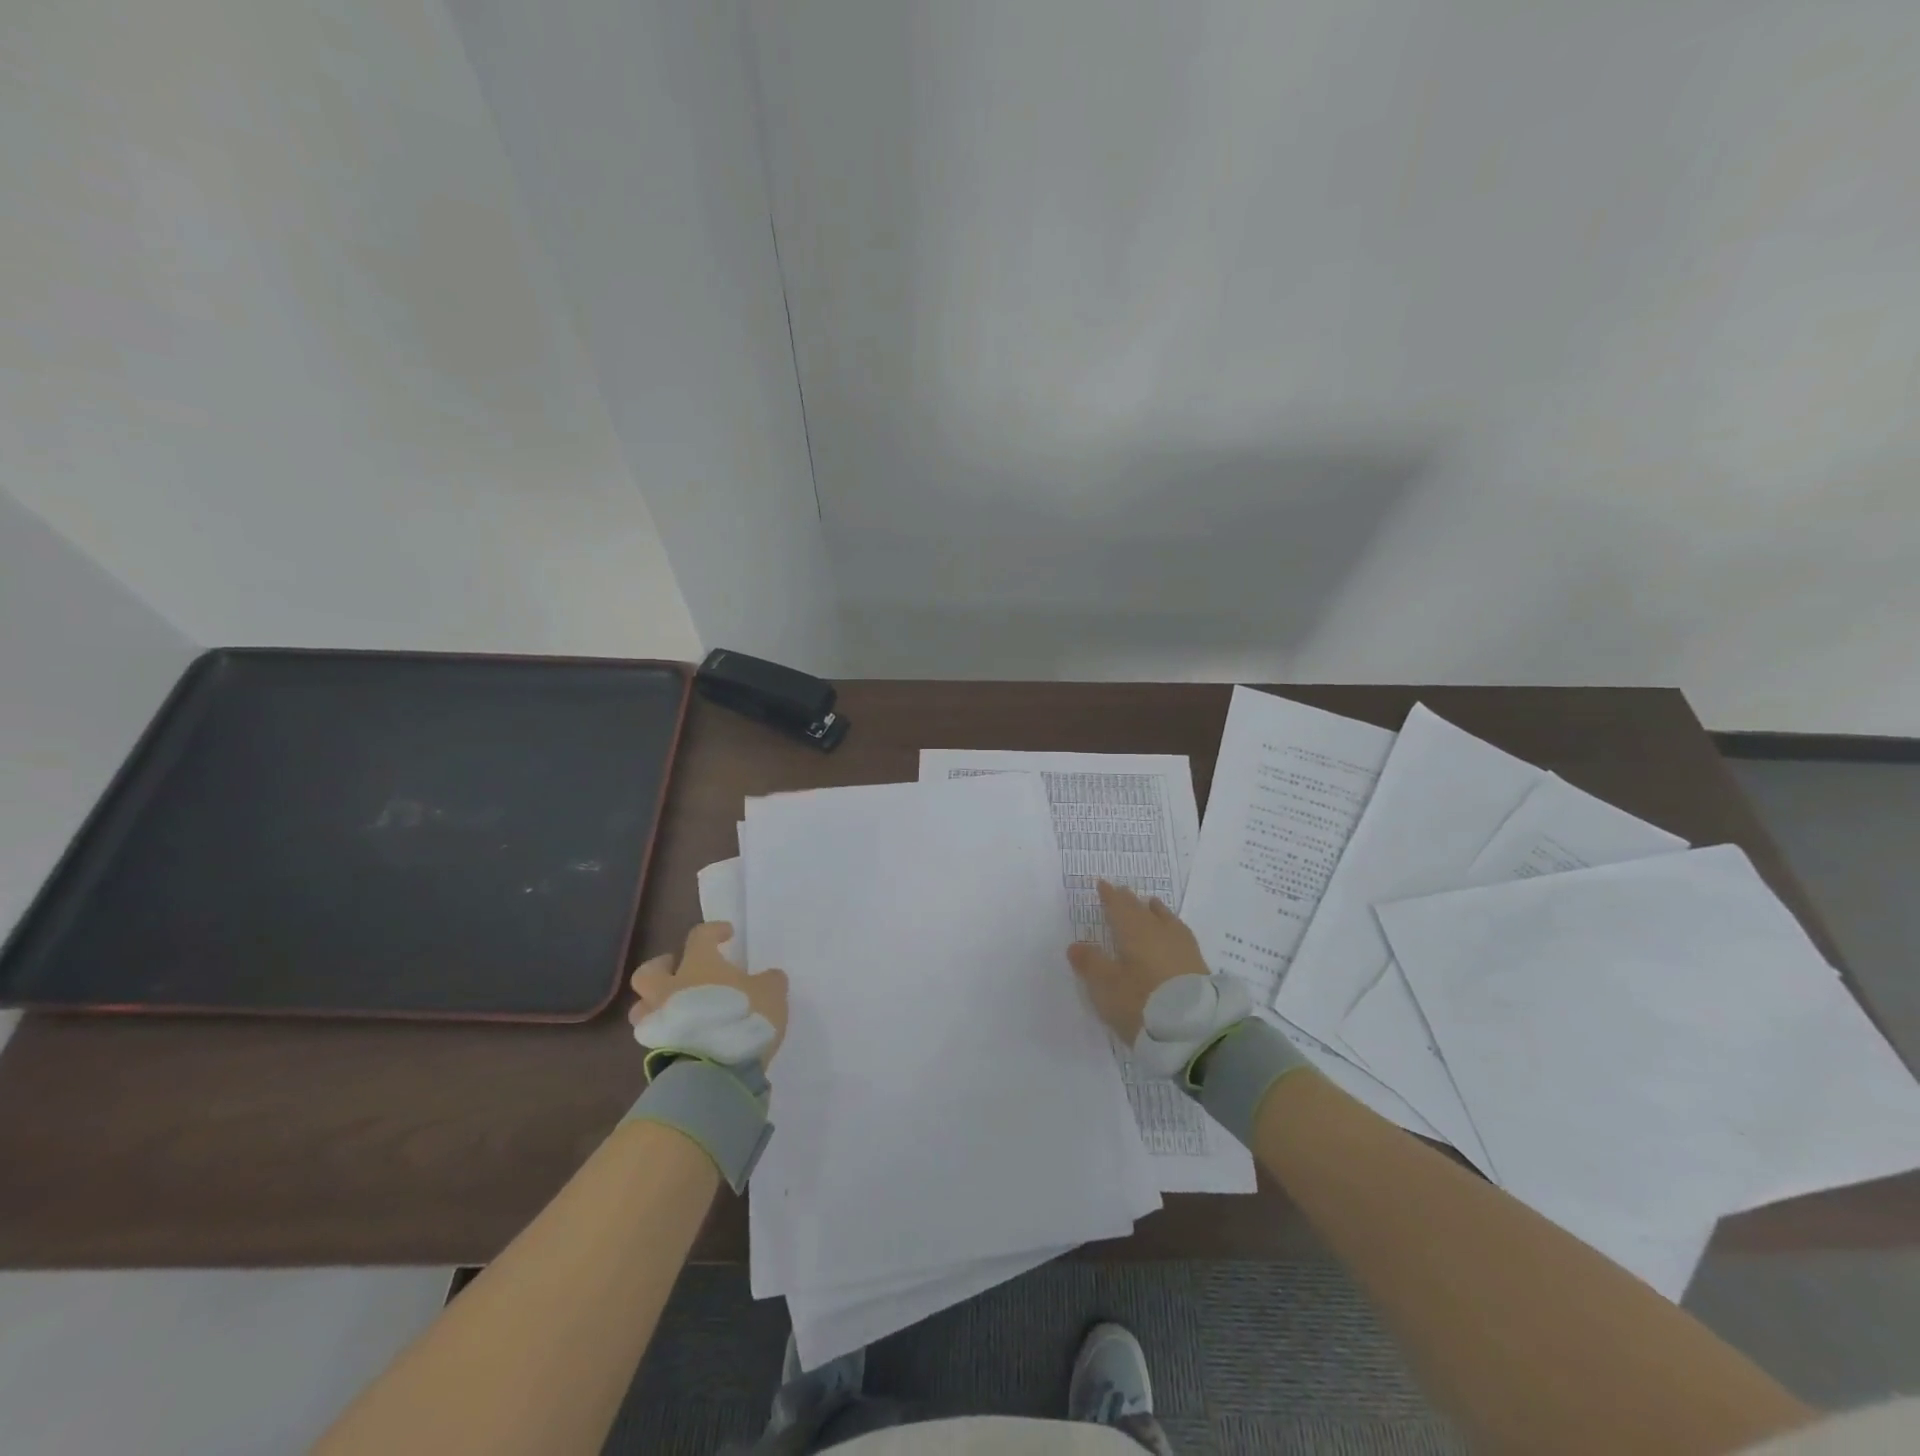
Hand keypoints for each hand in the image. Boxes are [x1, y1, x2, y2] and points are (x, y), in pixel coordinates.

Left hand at [630, 922, 789, 1069]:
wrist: (713, 1071)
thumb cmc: (741, 1018)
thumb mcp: (771, 993)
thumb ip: (770, 981)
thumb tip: (768, 977)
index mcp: (698, 964)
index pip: (700, 936)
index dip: (713, 931)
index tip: (726, 935)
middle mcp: (670, 987)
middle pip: (649, 971)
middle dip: (662, 967)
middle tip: (680, 971)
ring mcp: (658, 1020)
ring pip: (643, 1006)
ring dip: (657, 1004)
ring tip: (678, 1010)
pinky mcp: (654, 1051)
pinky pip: (656, 1034)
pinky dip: (666, 1032)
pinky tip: (685, 1037)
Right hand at [1066, 880, 1210, 1043]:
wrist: (1195, 1029)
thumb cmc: (1141, 1001)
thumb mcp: (1106, 986)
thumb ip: (1091, 964)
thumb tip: (1075, 945)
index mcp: (1134, 930)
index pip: (1119, 906)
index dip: (1109, 896)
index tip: (1102, 884)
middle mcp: (1159, 931)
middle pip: (1142, 910)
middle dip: (1130, 901)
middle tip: (1123, 893)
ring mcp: (1183, 947)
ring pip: (1166, 919)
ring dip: (1155, 911)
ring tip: (1151, 906)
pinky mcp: (1198, 965)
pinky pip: (1179, 935)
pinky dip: (1170, 929)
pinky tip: (1173, 936)